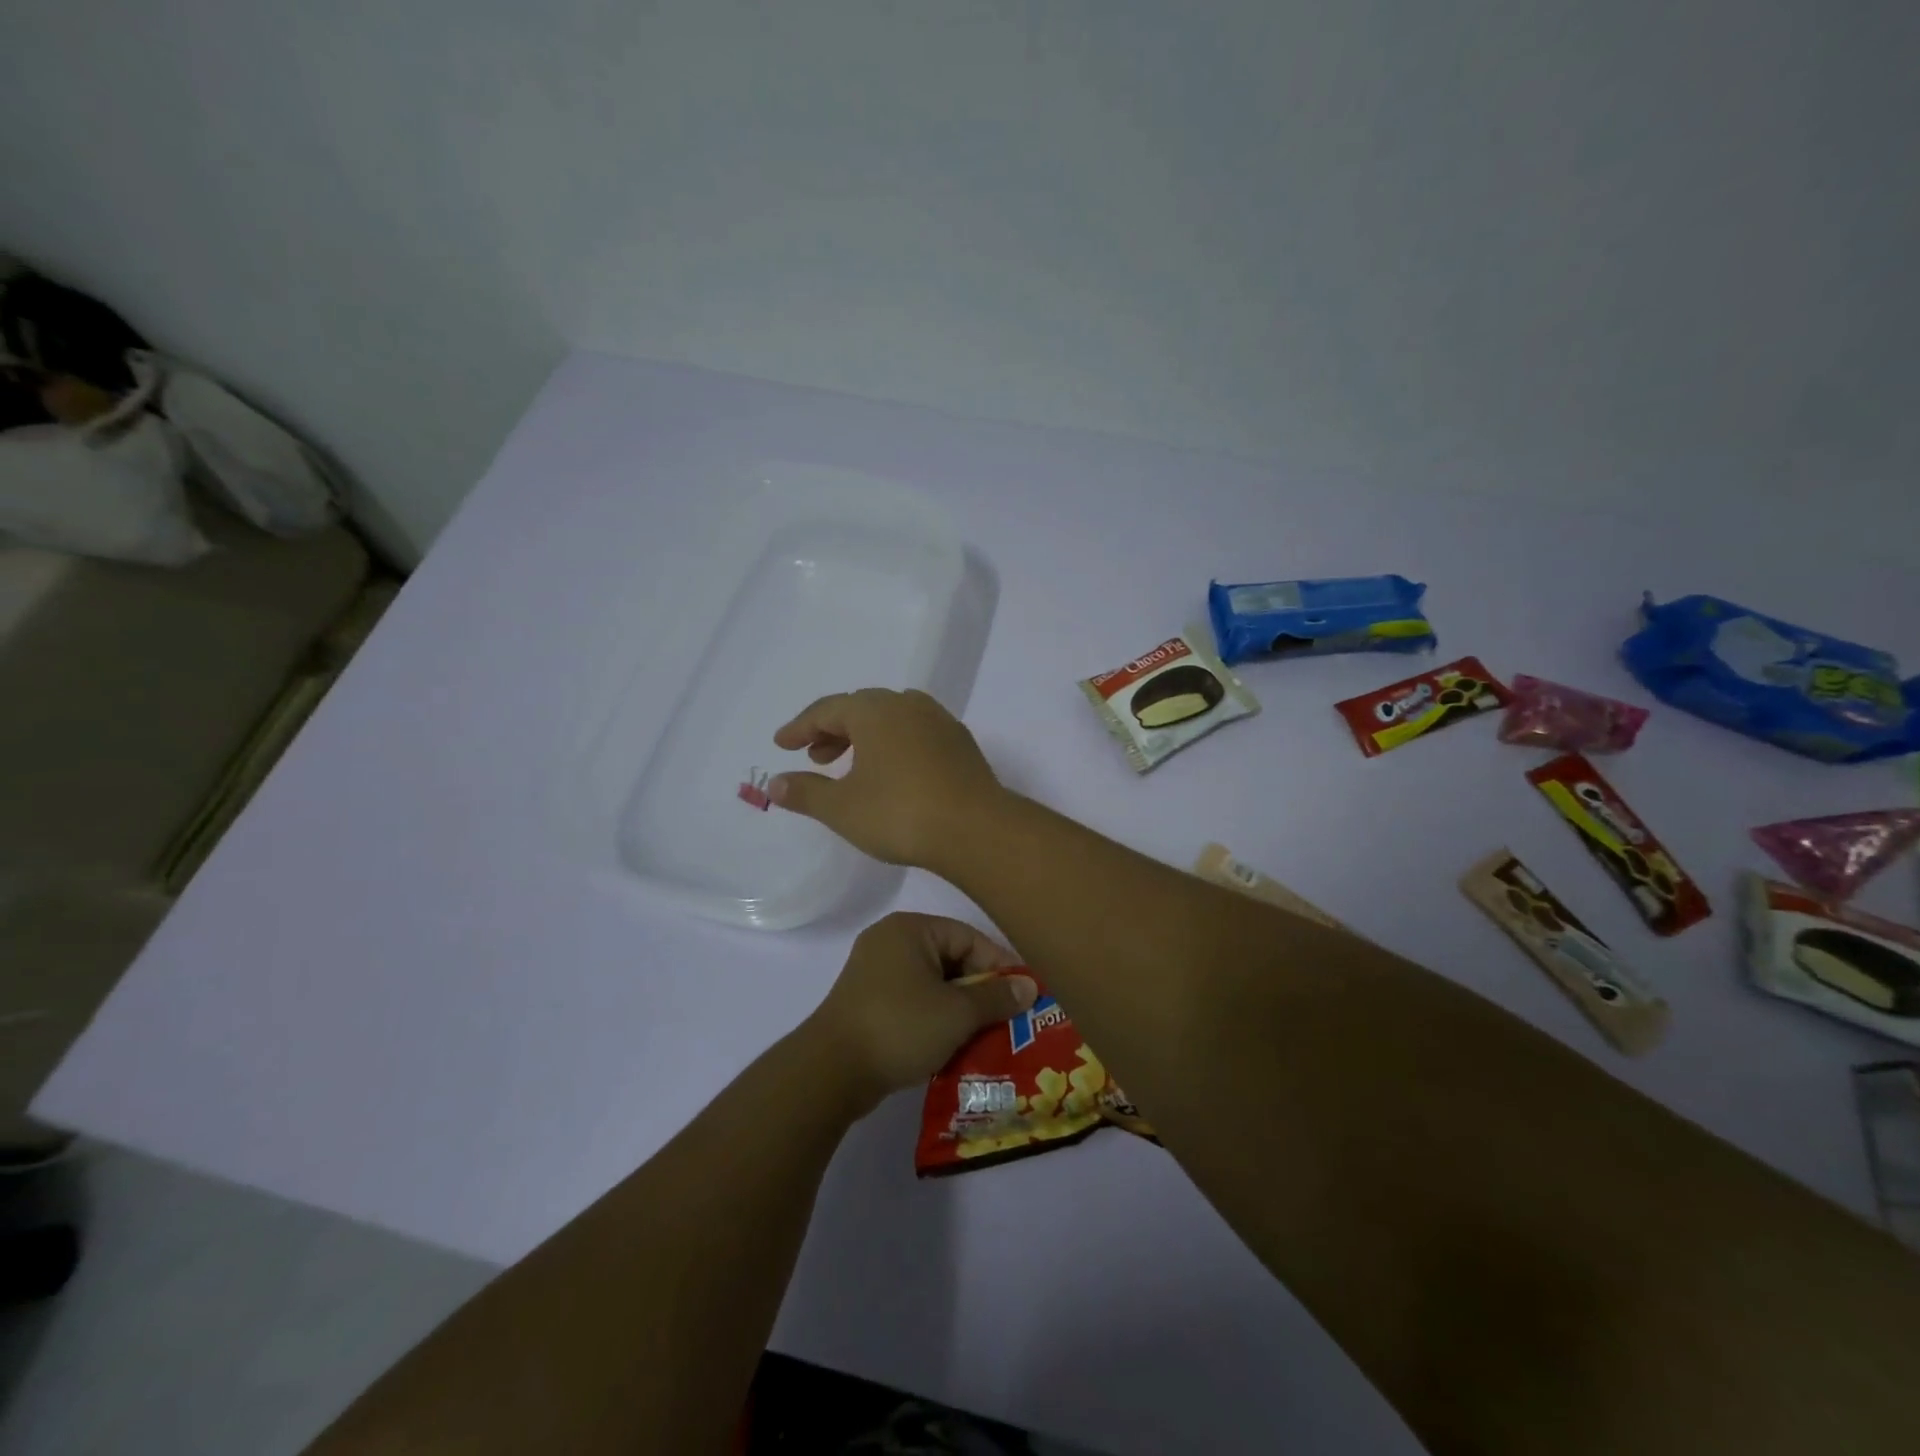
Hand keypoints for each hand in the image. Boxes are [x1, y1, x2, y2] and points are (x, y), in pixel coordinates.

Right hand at [769, 689, 1006, 869]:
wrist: (976, 829)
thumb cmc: (900, 813)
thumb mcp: (842, 808)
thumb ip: (805, 792)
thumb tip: (775, 783)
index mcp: (875, 711)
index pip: (827, 709)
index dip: (801, 727)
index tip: (782, 745)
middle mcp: (908, 705)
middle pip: (861, 708)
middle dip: (833, 729)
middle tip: (815, 757)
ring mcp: (940, 721)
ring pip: (892, 717)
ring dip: (866, 736)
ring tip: (851, 765)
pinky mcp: (960, 743)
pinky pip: (916, 731)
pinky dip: (894, 743)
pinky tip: (893, 772)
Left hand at [805, 912, 1037, 1106]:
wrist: (831, 1071)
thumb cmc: (900, 1026)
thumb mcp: (957, 1012)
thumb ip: (996, 997)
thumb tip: (1029, 988)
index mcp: (910, 929)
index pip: (969, 937)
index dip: (1000, 965)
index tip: (1024, 995)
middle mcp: (891, 941)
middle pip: (951, 959)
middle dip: (981, 990)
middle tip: (1009, 1019)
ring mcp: (876, 972)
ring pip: (934, 983)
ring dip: (960, 1008)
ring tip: (987, 1035)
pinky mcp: (868, 1002)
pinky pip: (915, 1001)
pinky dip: (936, 1018)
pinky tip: (954, 1044)